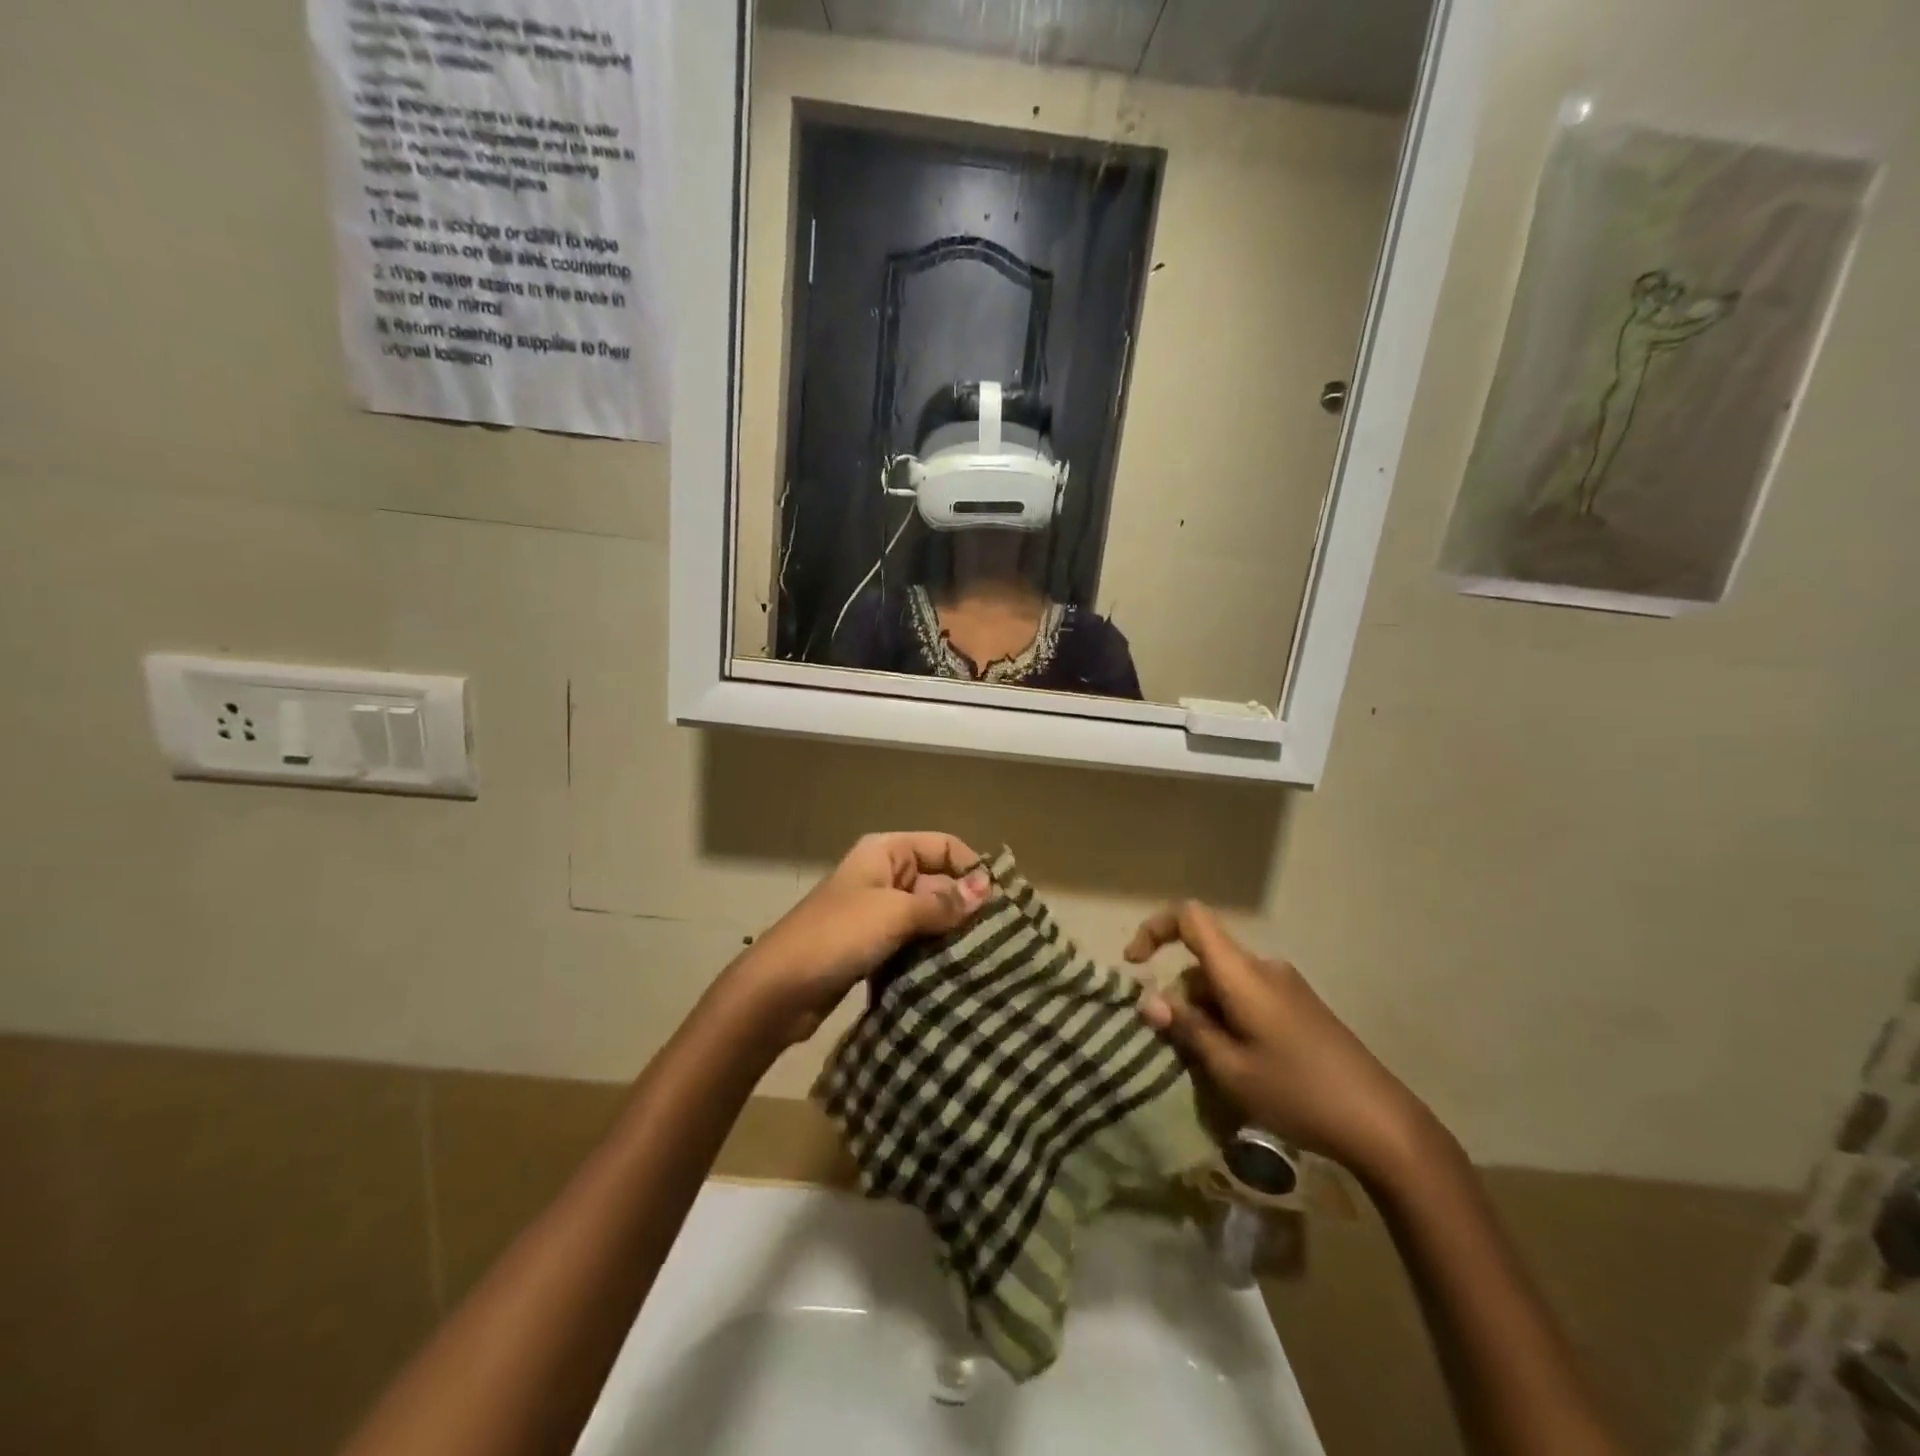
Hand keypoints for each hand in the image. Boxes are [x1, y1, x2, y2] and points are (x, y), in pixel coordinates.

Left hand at [726, 832, 990, 1046]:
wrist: (778, 990)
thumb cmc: (837, 936)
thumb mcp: (894, 913)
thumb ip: (942, 902)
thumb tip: (988, 887)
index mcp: (886, 852)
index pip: (944, 846)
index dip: (972, 869)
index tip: (1002, 904)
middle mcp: (883, 875)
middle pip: (938, 881)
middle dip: (965, 907)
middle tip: (1001, 940)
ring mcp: (876, 913)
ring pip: (927, 916)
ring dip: (950, 935)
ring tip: (986, 960)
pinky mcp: (872, 947)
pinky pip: (912, 943)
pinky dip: (930, 955)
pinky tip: (954, 975)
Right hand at [1126, 901, 1429, 1180]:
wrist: (1381, 1122)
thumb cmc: (1297, 1091)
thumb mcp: (1230, 1068)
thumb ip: (1188, 1029)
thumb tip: (1149, 1001)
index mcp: (1241, 973)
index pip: (1189, 918)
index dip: (1154, 929)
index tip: (1135, 965)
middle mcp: (1262, 967)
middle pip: (1203, 962)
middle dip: (1181, 998)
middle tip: (1180, 1050)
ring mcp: (1284, 986)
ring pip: (1224, 985)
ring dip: (1206, 1015)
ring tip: (1214, 1069)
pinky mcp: (1299, 1007)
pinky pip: (1247, 998)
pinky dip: (1229, 1020)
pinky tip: (1241, 1065)